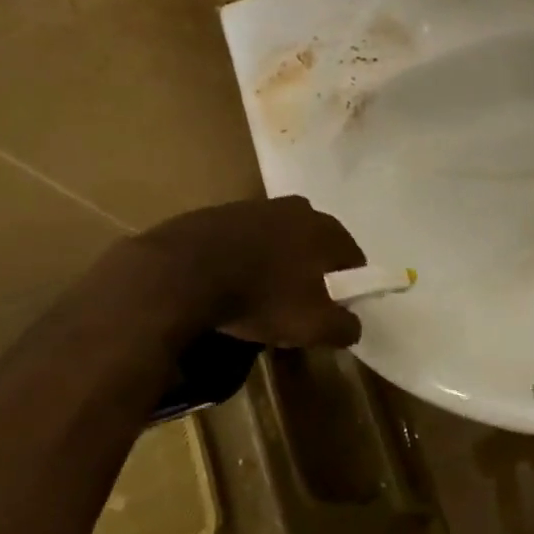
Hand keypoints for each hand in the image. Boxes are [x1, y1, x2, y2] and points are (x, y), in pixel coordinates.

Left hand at [94, 196, 366, 349]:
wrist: (179, 274)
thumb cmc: (261, 298)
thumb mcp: (313, 326)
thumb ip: (344, 326)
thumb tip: (353, 326)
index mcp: (327, 229)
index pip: (353, 260)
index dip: (347, 288)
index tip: (333, 313)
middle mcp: (298, 208)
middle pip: (315, 246)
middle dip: (311, 273)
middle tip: (298, 306)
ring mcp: (255, 206)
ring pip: (278, 241)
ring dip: (276, 264)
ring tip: (260, 297)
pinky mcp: (216, 213)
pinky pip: (242, 241)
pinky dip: (242, 260)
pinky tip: (228, 285)